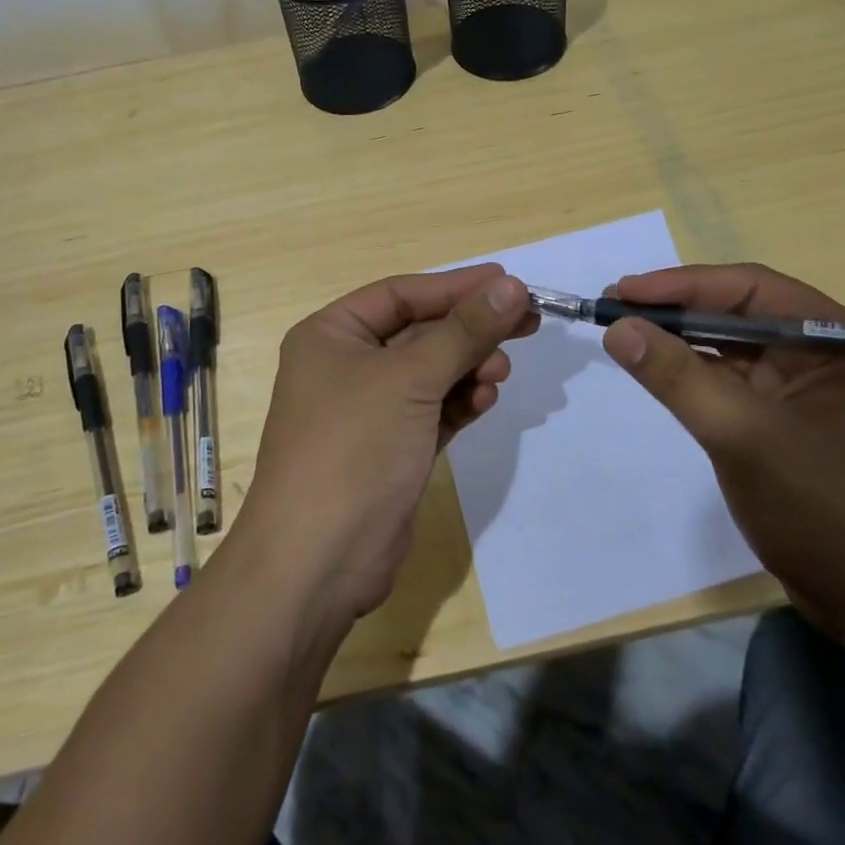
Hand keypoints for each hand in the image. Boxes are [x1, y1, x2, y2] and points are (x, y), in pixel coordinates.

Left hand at [241, 265, 534, 624]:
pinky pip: (432, 411)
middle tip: (526, 322)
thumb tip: (512, 286)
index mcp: (331, 335)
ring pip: (430, 373)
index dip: (456, 286)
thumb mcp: (410, 379)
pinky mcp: (390, 449)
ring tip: (501, 373)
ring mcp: (368, 411)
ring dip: (468, 368)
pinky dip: (458, 403)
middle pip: (419, 333)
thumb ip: (464, 331)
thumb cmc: (354, 448)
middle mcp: (346, 366)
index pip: (401, 294)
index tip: (509, 282)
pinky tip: (484, 402)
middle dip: (469, 330)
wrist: (318, 562)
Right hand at [600, 264, 844, 636]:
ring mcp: (809, 387)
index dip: (682, 284)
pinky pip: (734, 380)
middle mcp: (827, 352)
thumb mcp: (741, 435)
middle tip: (614, 307)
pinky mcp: (789, 419)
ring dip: (681, 339)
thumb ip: (676, 376)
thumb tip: (617, 328)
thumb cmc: (822, 509)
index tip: (623, 290)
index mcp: (839, 339)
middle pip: (740, 312)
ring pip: (733, 346)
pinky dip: (694, 372)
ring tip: (625, 332)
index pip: (752, 288)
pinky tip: (659, 368)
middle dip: (676, 309)